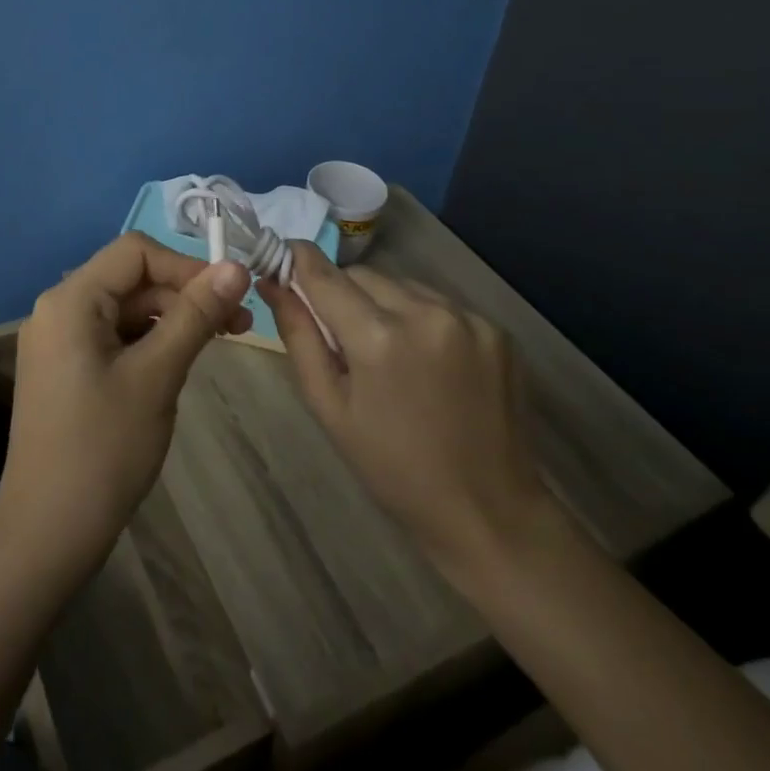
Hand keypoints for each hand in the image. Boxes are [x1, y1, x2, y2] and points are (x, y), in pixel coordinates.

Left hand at [0, 232, 252, 576]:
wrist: (47, 533)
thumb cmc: (104, 449)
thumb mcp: (157, 375)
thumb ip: (195, 315)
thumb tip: (236, 266)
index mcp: (71, 300)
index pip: (135, 253)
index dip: (186, 266)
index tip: (231, 295)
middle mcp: (58, 309)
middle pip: (131, 280)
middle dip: (185, 295)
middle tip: (239, 326)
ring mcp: (59, 341)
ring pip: (126, 309)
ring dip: (172, 319)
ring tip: (219, 343)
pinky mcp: (65, 369)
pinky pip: (114, 337)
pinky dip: (150, 342)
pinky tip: (180, 363)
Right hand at [259, 243, 553, 585]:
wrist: (489, 512)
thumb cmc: (394, 468)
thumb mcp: (330, 407)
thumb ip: (299, 337)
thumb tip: (273, 283)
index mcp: (378, 338)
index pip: (324, 274)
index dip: (298, 260)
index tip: (282, 258)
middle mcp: (425, 313)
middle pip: (363, 275)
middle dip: (343, 294)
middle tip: (342, 337)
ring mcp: (468, 318)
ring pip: (402, 284)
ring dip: (383, 304)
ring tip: (390, 354)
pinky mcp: (496, 329)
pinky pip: (439, 303)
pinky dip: (421, 318)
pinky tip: (427, 361)